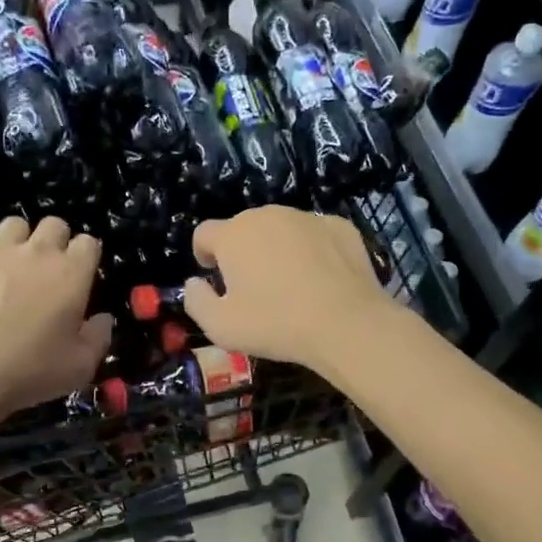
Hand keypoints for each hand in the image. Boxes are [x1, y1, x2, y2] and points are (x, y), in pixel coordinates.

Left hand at [0, 216, 112, 427]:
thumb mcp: (80, 367)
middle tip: (46, 271)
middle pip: (54, 224)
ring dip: (18, 241)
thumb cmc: (28, 372)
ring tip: (10, 266)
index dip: (85, 257)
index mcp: (72, 273)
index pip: (89, 243)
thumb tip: (103, 318)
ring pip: (15, 224)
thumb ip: (99, 337)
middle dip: (55, 242)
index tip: (80, 277)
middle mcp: (37, 251)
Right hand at [182, 207, 397, 373]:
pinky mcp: (341, 226)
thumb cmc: (275, 324)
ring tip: (290, 284)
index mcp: (234, 235)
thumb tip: (194, 283)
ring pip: (281, 229)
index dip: (204, 254)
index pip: (204, 233)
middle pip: (243, 228)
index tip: (214, 276)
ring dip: (277, 248)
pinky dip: (312, 251)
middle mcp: (268, 215)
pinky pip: (315, 235)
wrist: (346, 323)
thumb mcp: (220, 327)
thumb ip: (196, 301)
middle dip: (242, 251)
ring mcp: (307, 217)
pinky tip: (322, 280)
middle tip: (254, 287)